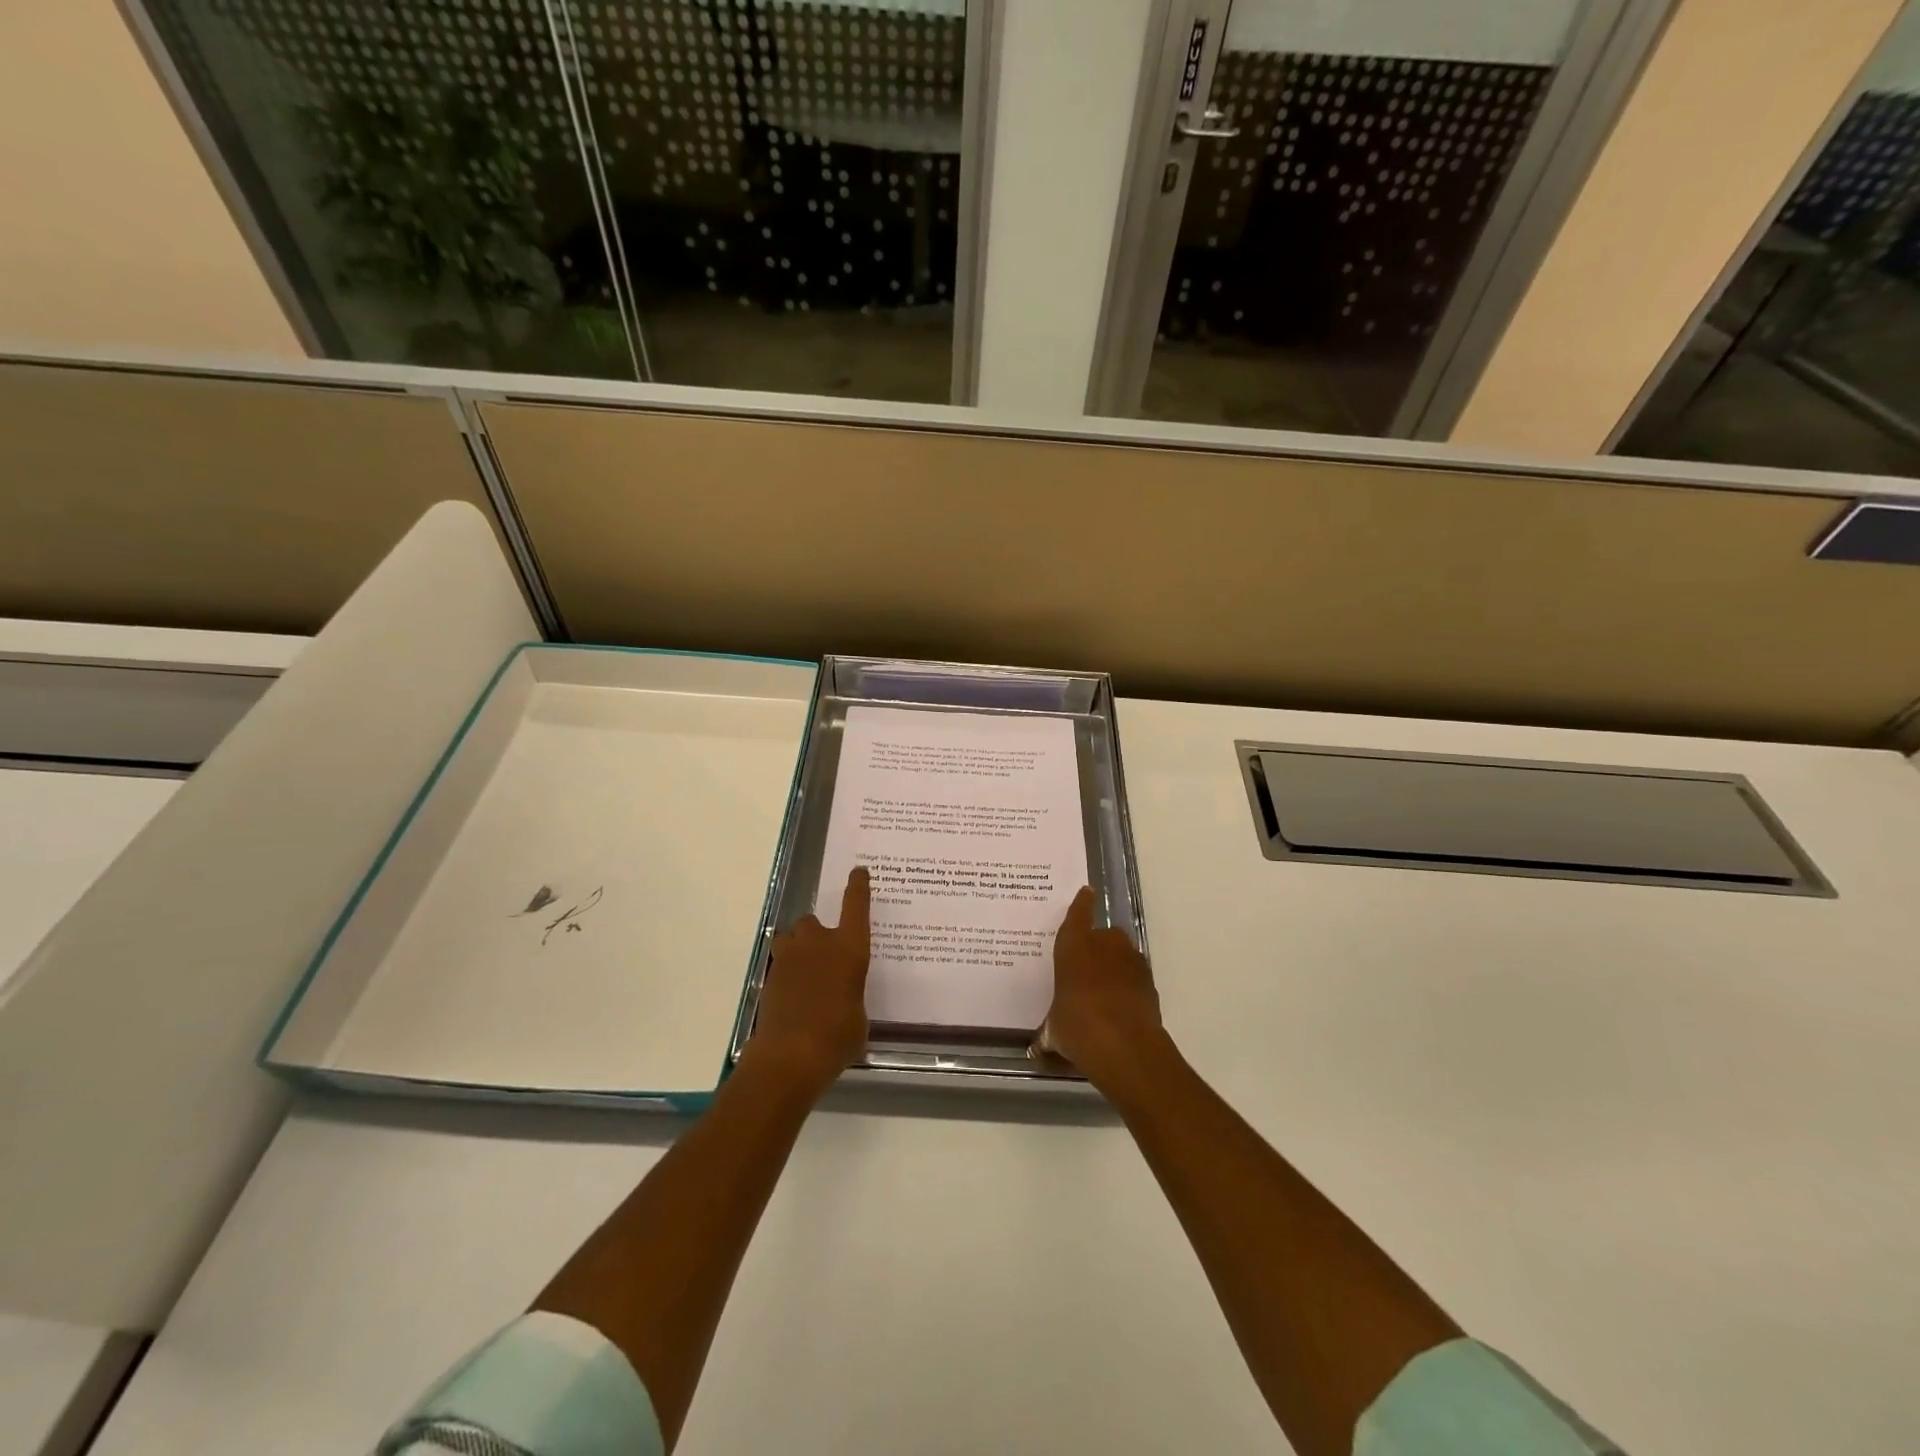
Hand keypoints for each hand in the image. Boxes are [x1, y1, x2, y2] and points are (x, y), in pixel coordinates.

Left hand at [748, 867, 870, 1095]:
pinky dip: (786, 973)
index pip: (856, 906)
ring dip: (797, 947)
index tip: (858, 872)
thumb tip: (843, 1000)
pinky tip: (794, 996)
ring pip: (791, 938)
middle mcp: (818, 944)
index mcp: (849, 948)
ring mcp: (789, 958)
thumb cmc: (837, 1036)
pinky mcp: (769, 977)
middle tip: (824, 956)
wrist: (790, 1055)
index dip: (857, 887)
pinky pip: (780, 964)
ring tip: (805, 971)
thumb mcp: (859, 1017)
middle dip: (817, 933)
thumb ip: (852, 997)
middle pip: (813, 921)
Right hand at [1034, 886, 1168, 1095]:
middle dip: (1098, 946)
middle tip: (1087, 967)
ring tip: (1104, 990)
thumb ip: (1049, 1031)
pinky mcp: (1150, 983)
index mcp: (1074, 946)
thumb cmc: (1078, 1026)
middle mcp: (1104, 945)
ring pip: (1122, 955)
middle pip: (1104, 935)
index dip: (1081, 904)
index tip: (1087, 892)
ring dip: (1115, 965)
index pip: (1077, 915)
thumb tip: (1040, 1046)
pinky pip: (1135, 976)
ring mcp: (1131, 962)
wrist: (1125, 1046)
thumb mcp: (1054, 1030)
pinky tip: (1120, 1006)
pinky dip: (1129, 986)